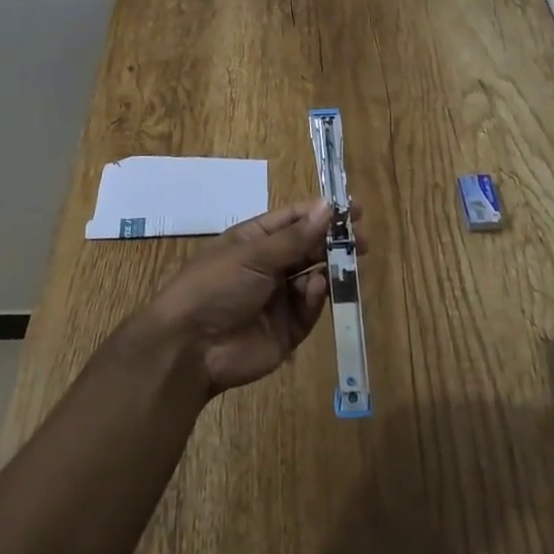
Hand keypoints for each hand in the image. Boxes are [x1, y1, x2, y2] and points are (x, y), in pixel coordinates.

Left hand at [146, 199, 366, 393]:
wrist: (191, 348)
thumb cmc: (216, 286)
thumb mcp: (253, 255)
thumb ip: (295, 237)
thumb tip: (328, 206)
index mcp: (255, 240)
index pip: (294, 220)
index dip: (322, 213)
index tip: (354, 208)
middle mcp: (269, 266)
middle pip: (309, 248)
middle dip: (334, 241)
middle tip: (361, 239)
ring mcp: (279, 297)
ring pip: (314, 276)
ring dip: (331, 267)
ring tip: (349, 260)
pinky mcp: (288, 329)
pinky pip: (310, 308)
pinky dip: (316, 297)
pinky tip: (317, 288)